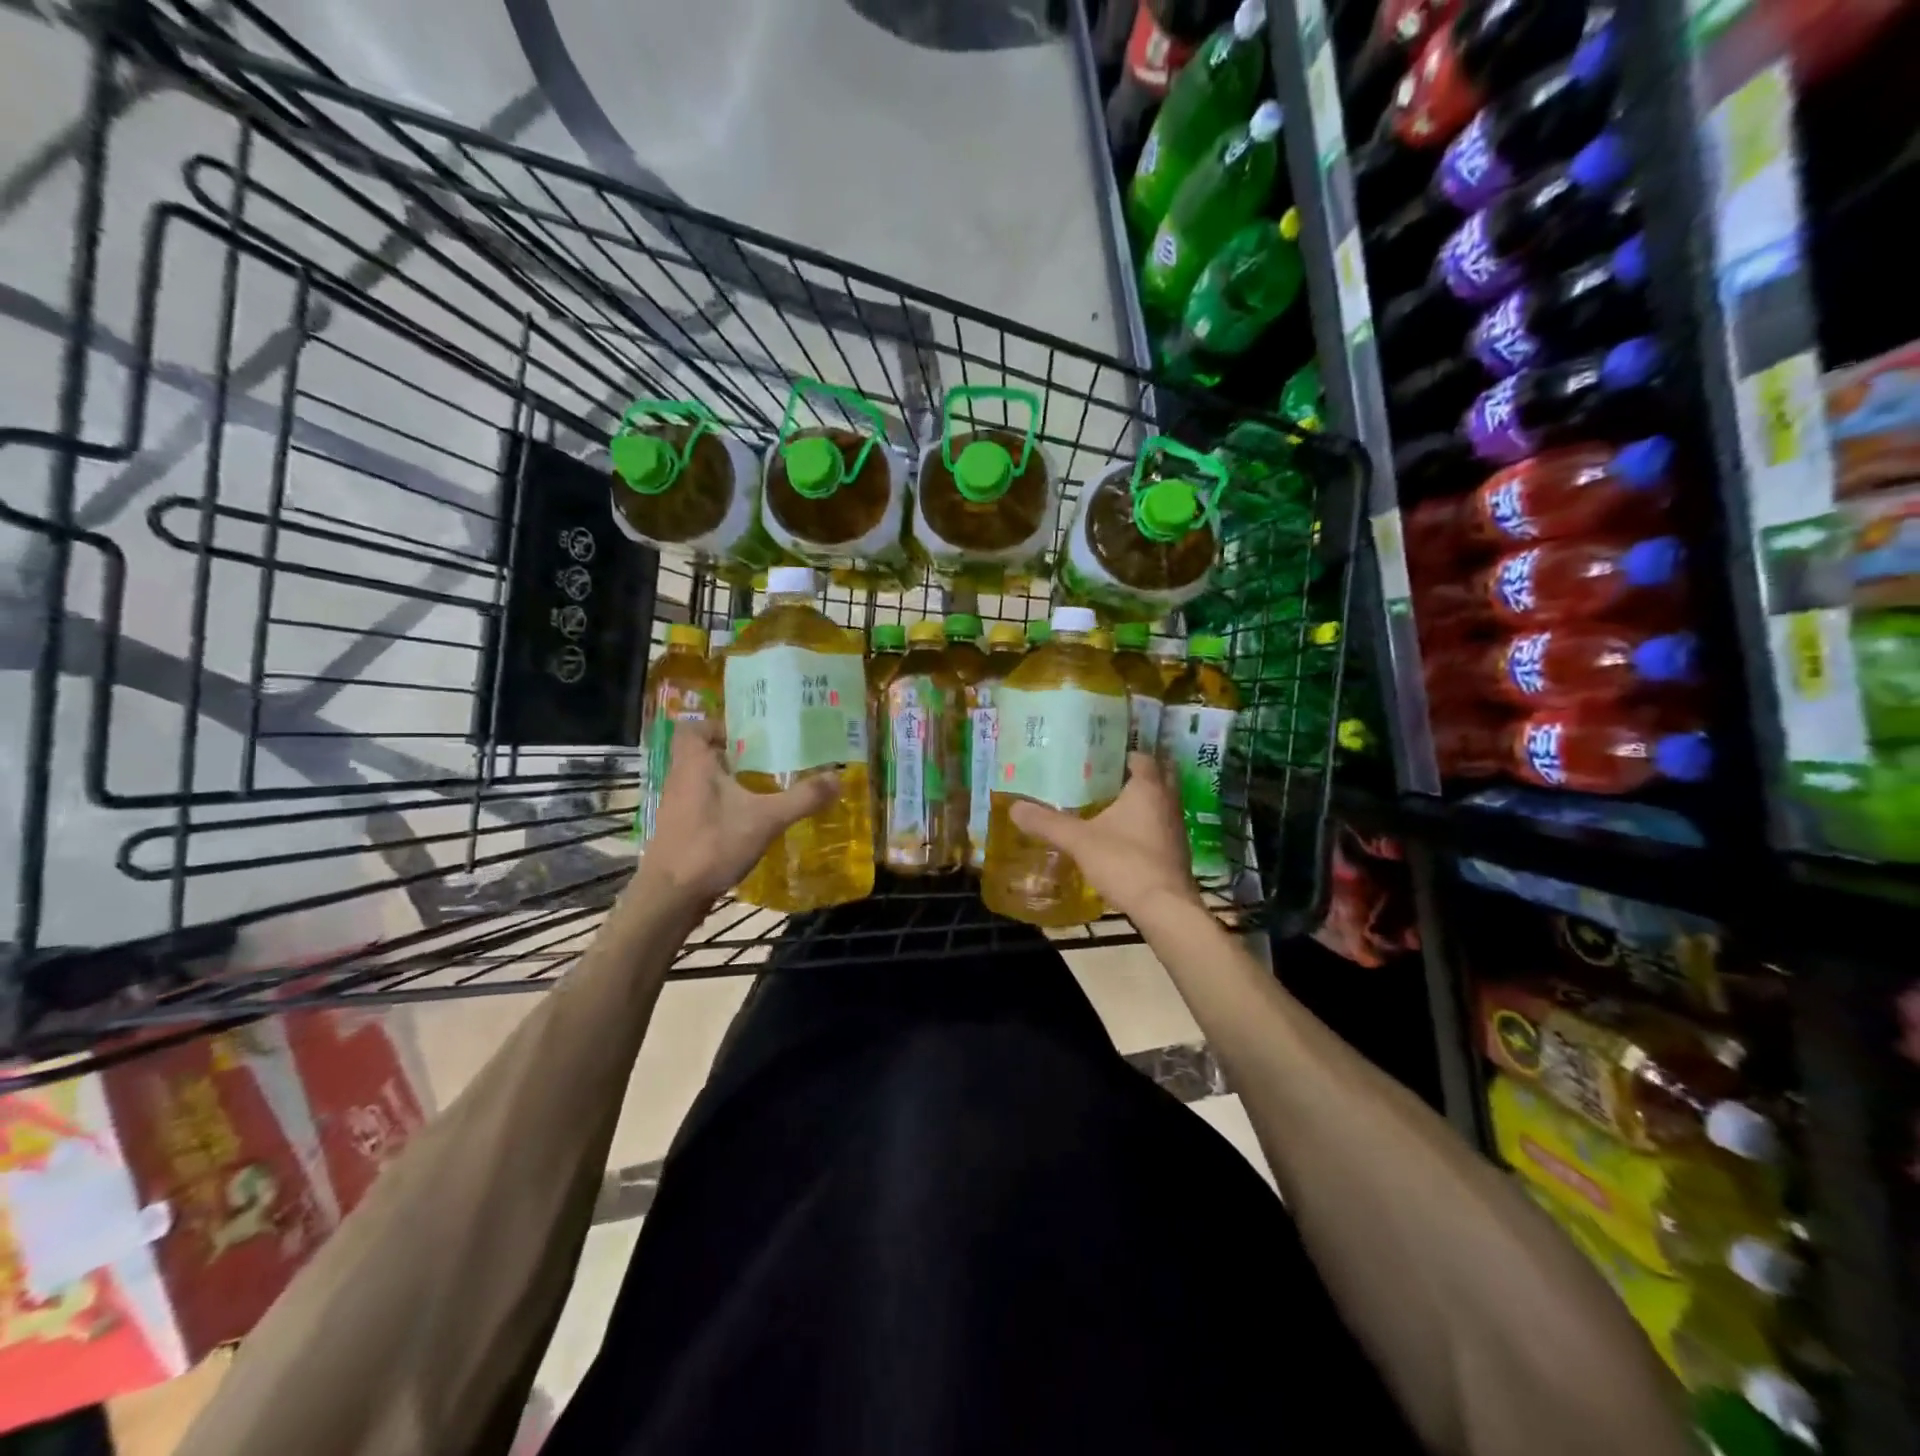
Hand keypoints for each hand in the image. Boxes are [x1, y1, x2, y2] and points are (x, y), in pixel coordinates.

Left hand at [638, 719, 839, 905]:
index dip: (719, 725)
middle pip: (704, 753)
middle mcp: (681, 779)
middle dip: (736, 754)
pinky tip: (752, 819)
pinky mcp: (682, 829)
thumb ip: (802, 797)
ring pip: (705, 780)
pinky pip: (705, 804)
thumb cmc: (712, 844)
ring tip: (768, 786)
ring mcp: (679, 806)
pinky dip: (726, 805)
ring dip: (732, 781)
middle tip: (772, 758)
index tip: (751, 734)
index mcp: (694, 764)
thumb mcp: (766, 819)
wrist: (671, 896)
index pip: (694, 727)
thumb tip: (838, 777)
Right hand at [1010, 753, 1200, 918]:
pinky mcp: (1176, 851)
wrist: (1164, 908)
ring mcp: (1176, 828)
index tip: (1099, 759)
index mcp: (1148, 788)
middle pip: (1158, 776)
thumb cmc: (1125, 862)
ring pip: (1160, 802)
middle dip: (1134, 775)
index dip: (1122, 755)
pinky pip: (1160, 826)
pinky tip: (1122, 836)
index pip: (1141, 757)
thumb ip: (1048, 823)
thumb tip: (1015, 807)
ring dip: (1142, 801)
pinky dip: (1145, 824)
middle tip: (1105, 778)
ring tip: (1109, 804)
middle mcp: (1168, 801)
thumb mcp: (1079, 841)